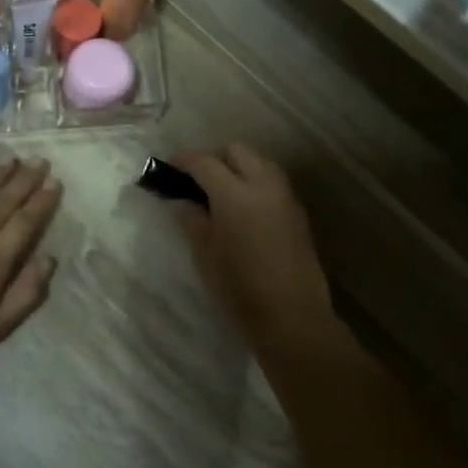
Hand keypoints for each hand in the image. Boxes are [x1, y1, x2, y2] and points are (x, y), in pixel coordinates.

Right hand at [174, 145, 333, 346]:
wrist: (292, 316)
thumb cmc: (240, 288)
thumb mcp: (205, 255)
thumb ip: (191, 221)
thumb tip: (181, 202)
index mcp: (234, 194)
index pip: (205, 163)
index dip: (184, 160)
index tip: (169, 165)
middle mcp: (263, 185)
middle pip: (237, 151)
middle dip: (215, 158)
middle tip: (198, 181)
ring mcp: (285, 197)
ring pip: (260, 163)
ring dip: (240, 168)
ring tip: (223, 193)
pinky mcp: (298, 213)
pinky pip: (274, 183)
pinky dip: (256, 184)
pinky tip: (245, 210)